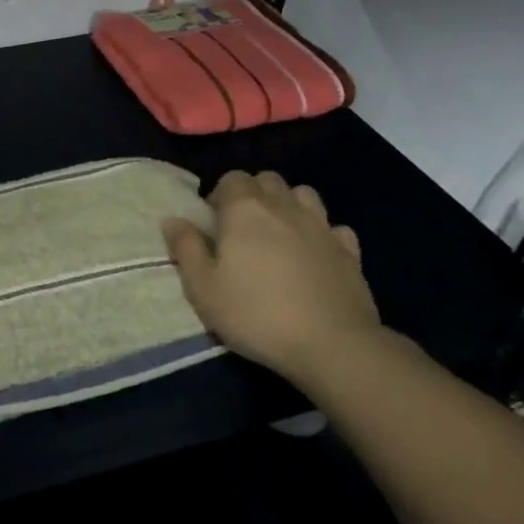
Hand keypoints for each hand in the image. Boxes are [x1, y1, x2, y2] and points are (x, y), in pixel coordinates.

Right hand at [160, 171, 381, 376]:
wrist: (332, 345)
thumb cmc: (256, 313)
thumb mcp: (203, 288)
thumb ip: (186, 248)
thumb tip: (173, 220)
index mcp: (245, 210)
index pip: (231, 178)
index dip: (220, 195)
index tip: (214, 225)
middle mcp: (285, 207)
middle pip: (268, 180)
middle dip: (254, 194)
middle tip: (242, 228)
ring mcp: (322, 227)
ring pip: (304, 195)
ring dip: (289, 206)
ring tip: (279, 235)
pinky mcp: (350, 252)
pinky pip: (334, 228)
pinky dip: (323, 233)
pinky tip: (315, 255)